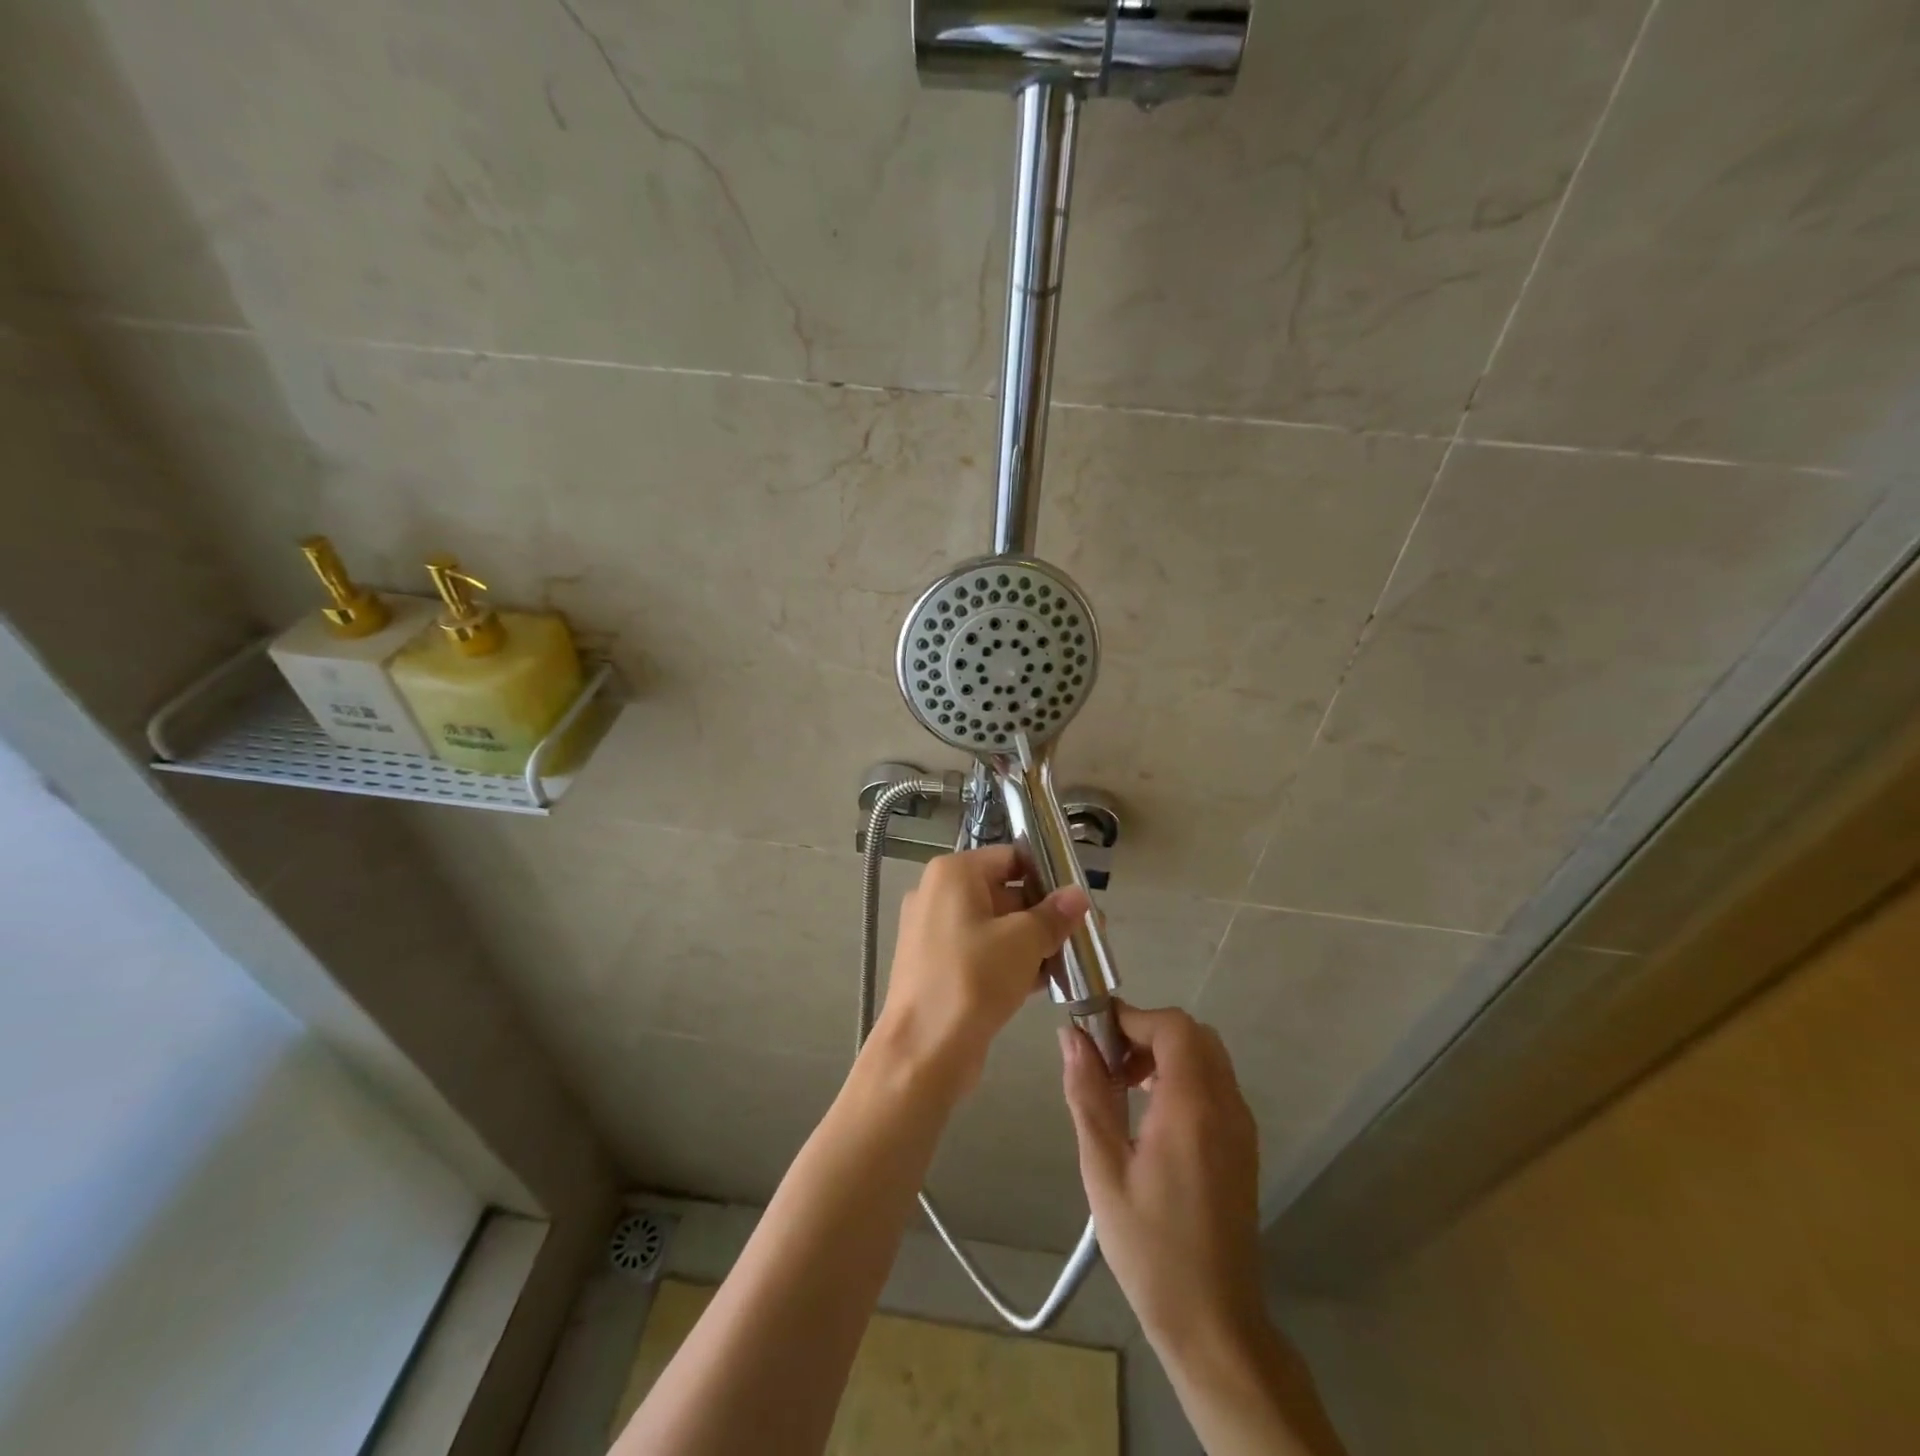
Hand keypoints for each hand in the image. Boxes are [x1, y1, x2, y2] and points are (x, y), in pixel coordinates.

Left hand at [873, 845, 1088, 1091]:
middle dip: (1044, 913)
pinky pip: (983, 952)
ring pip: (995, 926)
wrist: (924, 1050)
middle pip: (1004, 891)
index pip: (1010, 857)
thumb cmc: (973, 979)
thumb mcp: (1023, 941)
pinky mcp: (939, 966)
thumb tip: (1078, 894)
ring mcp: (935, 933)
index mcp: (953, 874)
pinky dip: (1012, 961)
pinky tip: (1047, 980)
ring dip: (1032, 940)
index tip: (1078, 898)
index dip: (1047, 874)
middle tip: (1084, 932)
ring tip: (1073, 958)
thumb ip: (1054, 915)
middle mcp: (939, 895)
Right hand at [1060, 1003, 1266, 1349]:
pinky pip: (1214, 1084)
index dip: (1132, 1018)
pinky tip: (1148, 1114)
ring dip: (1163, 1053)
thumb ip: (1088, 1094)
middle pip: (1192, 1034)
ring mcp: (1240, 1126)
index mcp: (1193, 1107)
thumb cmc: (1150, 1247)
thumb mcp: (1103, 1169)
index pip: (1173, 1026)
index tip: (1094, 1035)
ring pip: (1206, 1056)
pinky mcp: (1242, 1145)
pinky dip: (1181, 1076)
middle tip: (1106, 1061)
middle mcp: (1226, 1105)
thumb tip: (1071, 1036)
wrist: (1213, 1322)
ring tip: (1121, 1086)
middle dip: (1146, 1033)